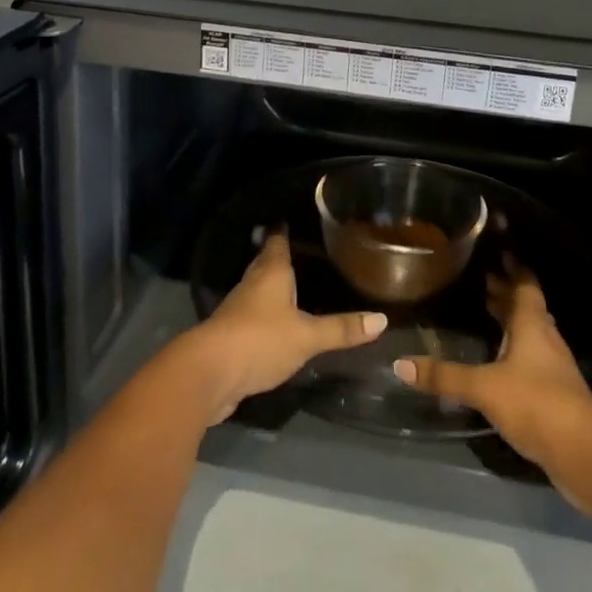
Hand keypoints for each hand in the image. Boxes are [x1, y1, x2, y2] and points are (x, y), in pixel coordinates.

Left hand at [181, 232, 387, 424]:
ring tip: (296, 286)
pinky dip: (267, 316)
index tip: (296, 219)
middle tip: (304, 251)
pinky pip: (254, 317)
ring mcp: (239, 310)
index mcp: (271, 272)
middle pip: (267, 263)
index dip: (286, 230)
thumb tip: (382, 320)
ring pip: (260, 290)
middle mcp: (253, 284)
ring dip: (274, 288)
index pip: (278, 241)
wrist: (209, 373)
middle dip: (281, 258)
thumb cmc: (260, 339)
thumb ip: (342, 329)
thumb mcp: (307, 336)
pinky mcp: (232, 336)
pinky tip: (279, 324)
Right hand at [393, 259, 591, 489]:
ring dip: (511, 322)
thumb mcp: (485, 388)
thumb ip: (445, 376)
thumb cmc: (536, 403)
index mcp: (532, 325)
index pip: (525, 285)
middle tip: (482, 278)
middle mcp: (545, 339)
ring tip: (487, 313)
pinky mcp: (555, 395)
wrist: (585, 455)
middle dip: (506, 293)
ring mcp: (553, 368)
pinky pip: (531, 360)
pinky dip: (515, 351)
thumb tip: (400, 364)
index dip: (514, 267)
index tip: (499, 249)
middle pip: (527, 308)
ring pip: (530, 334)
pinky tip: (499, 361)